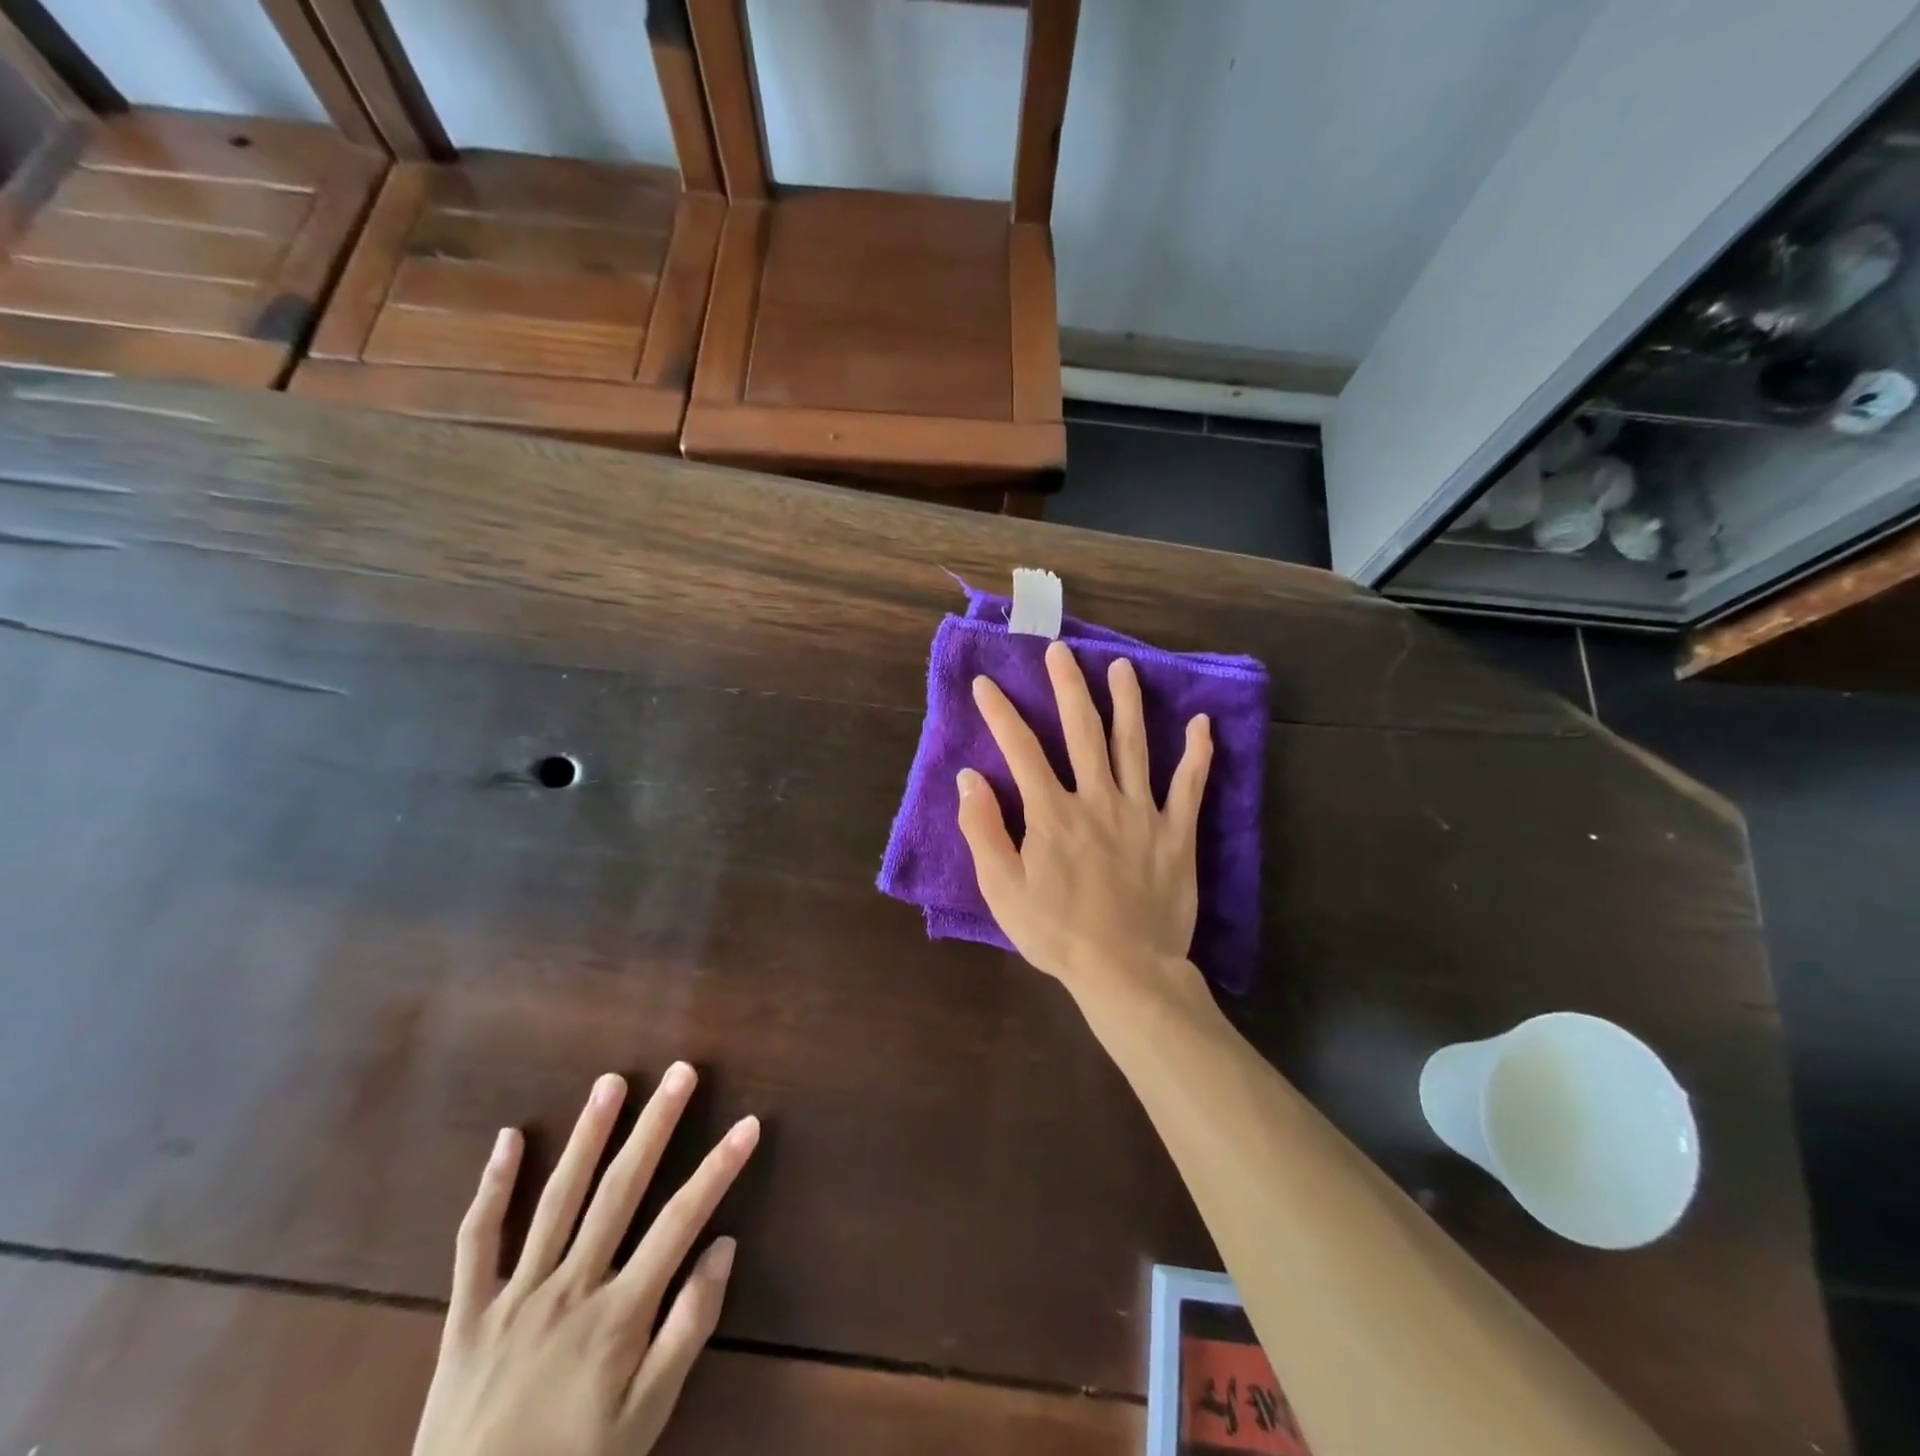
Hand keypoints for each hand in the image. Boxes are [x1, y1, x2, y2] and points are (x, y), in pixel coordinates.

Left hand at [412, 1068, 759, 1455]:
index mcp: (618, 1315)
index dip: (718, 1168)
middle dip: (655, 1126)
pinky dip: (491, 1188)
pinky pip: (476, 1243)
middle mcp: (570, 1290)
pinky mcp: (467, 1314)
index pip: (681, 1221)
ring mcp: (515, 1297)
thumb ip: (689, 1329)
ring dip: (587, 1135)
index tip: (748, 1124)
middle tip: (680, 1073)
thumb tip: (724, 1246)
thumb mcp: (646, 1419)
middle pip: (620, 1191)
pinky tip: (508, 1137)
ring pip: (556, 1200)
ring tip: (610, 1083)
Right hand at [957, 638, 1212, 996]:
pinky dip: (1198, 754)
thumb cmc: (1057, 933)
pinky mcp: (1176, 833)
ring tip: (1122, 668)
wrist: (1126, 971)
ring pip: (1135, 745)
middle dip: (1069, 687)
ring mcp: (1142, 812)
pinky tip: (1202, 724)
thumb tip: (970, 778)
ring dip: (1127, 703)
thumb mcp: (1002, 890)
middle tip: (1061, 651)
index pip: (1021, 749)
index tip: (985, 683)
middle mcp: (1098, 799)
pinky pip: (1190, 787)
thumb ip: (983, 831)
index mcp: (1052, 813)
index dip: (1000, 713)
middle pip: (1083, 731)